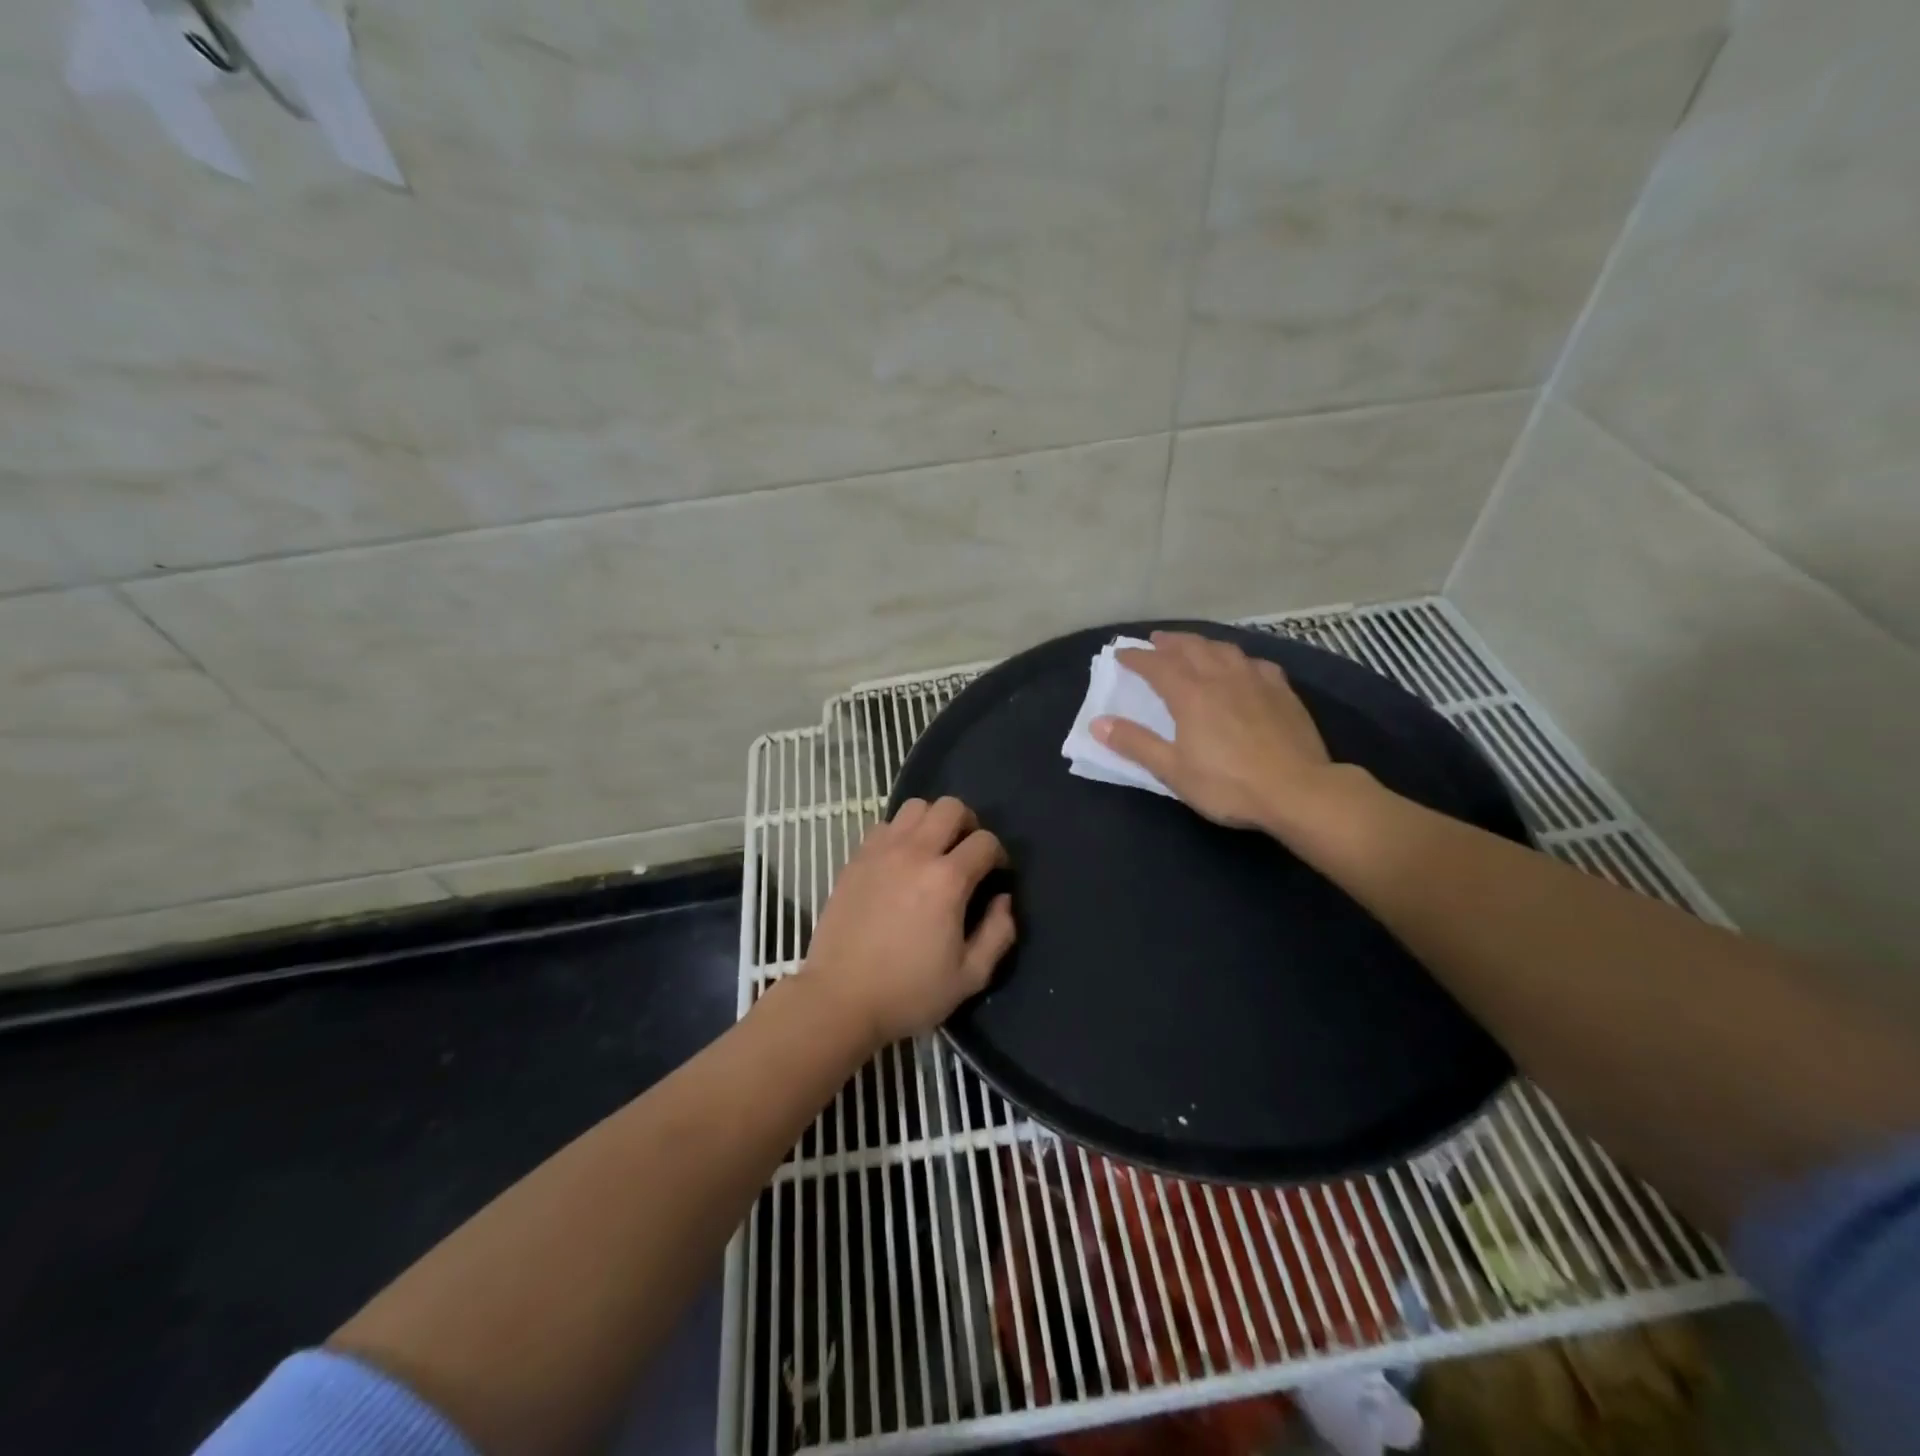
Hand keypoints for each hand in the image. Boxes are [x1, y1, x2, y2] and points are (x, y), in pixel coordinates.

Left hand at [803, 797, 1015, 1047]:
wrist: (839, 999)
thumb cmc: (908, 993)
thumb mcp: (970, 977)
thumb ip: (998, 933)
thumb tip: (1003, 899)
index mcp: (947, 880)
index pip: (985, 842)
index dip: (998, 856)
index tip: (995, 875)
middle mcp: (915, 853)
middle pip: (951, 807)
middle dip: (968, 824)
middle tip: (966, 854)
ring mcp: (880, 852)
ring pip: (915, 807)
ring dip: (932, 822)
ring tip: (933, 851)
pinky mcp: (855, 859)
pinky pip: (883, 826)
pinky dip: (899, 834)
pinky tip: (899, 862)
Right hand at [1093, 631, 1351, 835]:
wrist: (1298, 791)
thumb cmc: (1228, 785)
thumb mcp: (1173, 770)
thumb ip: (1135, 743)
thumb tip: (1097, 723)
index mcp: (1190, 694)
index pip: (1156, 665)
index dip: (1136, 657)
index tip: (1122, 654)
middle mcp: (1221, 677)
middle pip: (1191, 648)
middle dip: (1169, 642)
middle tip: (1154, 641)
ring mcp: (1255, 680)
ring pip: (1224, 649)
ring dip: (1202, 643)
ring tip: (1193, 646)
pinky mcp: (1282, 691)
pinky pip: (1256, 663)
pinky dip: (1238, 659)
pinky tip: (1241, 667)